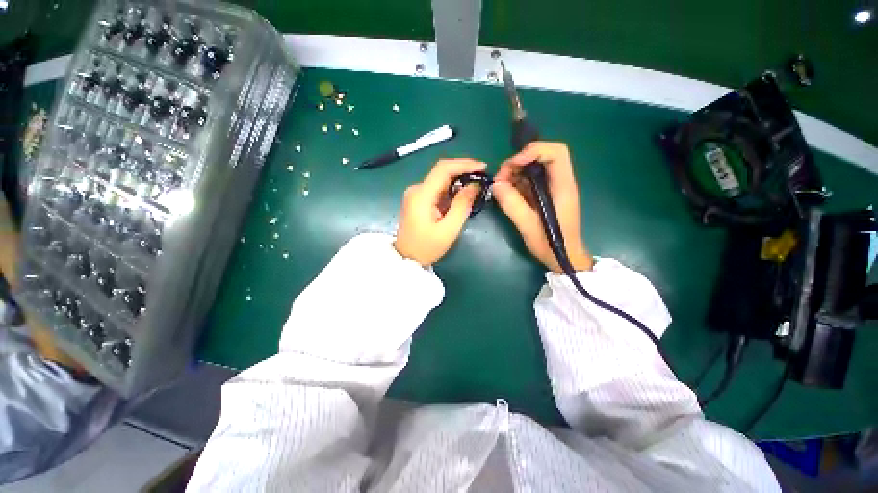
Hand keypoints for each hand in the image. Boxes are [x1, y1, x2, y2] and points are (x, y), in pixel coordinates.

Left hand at [395, 159, 486, 265]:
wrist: (406, 258)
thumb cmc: (426, 247)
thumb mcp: (448, 230)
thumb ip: (462, 205)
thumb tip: (474, 185)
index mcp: (422, 195)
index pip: (443, 168)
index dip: (464, 164)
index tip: (483, 168)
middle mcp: (416, 189)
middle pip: (442, 171)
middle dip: (463, 170)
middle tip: (482, 176)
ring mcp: (416, 193)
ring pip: (440, 179)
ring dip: (458, 179)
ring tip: (476, 185)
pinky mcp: (417, 199)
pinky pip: (437, 188)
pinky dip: (451, 188)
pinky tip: (462, 194)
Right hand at [492, 142, 592, 272]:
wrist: (563, 258)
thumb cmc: (551, 244)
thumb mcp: (528, 226)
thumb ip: (512, 205)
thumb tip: (496, 184)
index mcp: (562, 186)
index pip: (556, 152)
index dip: (534, 151)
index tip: (513, 164)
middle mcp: (559, 182)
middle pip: (541, 157)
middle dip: (518, 163)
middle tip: (500, 179)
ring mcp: (551, 188)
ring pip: (532, 168)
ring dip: (514, 173)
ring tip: (500, 187)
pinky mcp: (544, 195)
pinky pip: (529, 181)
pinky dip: (515, 183)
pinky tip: (506, 193)